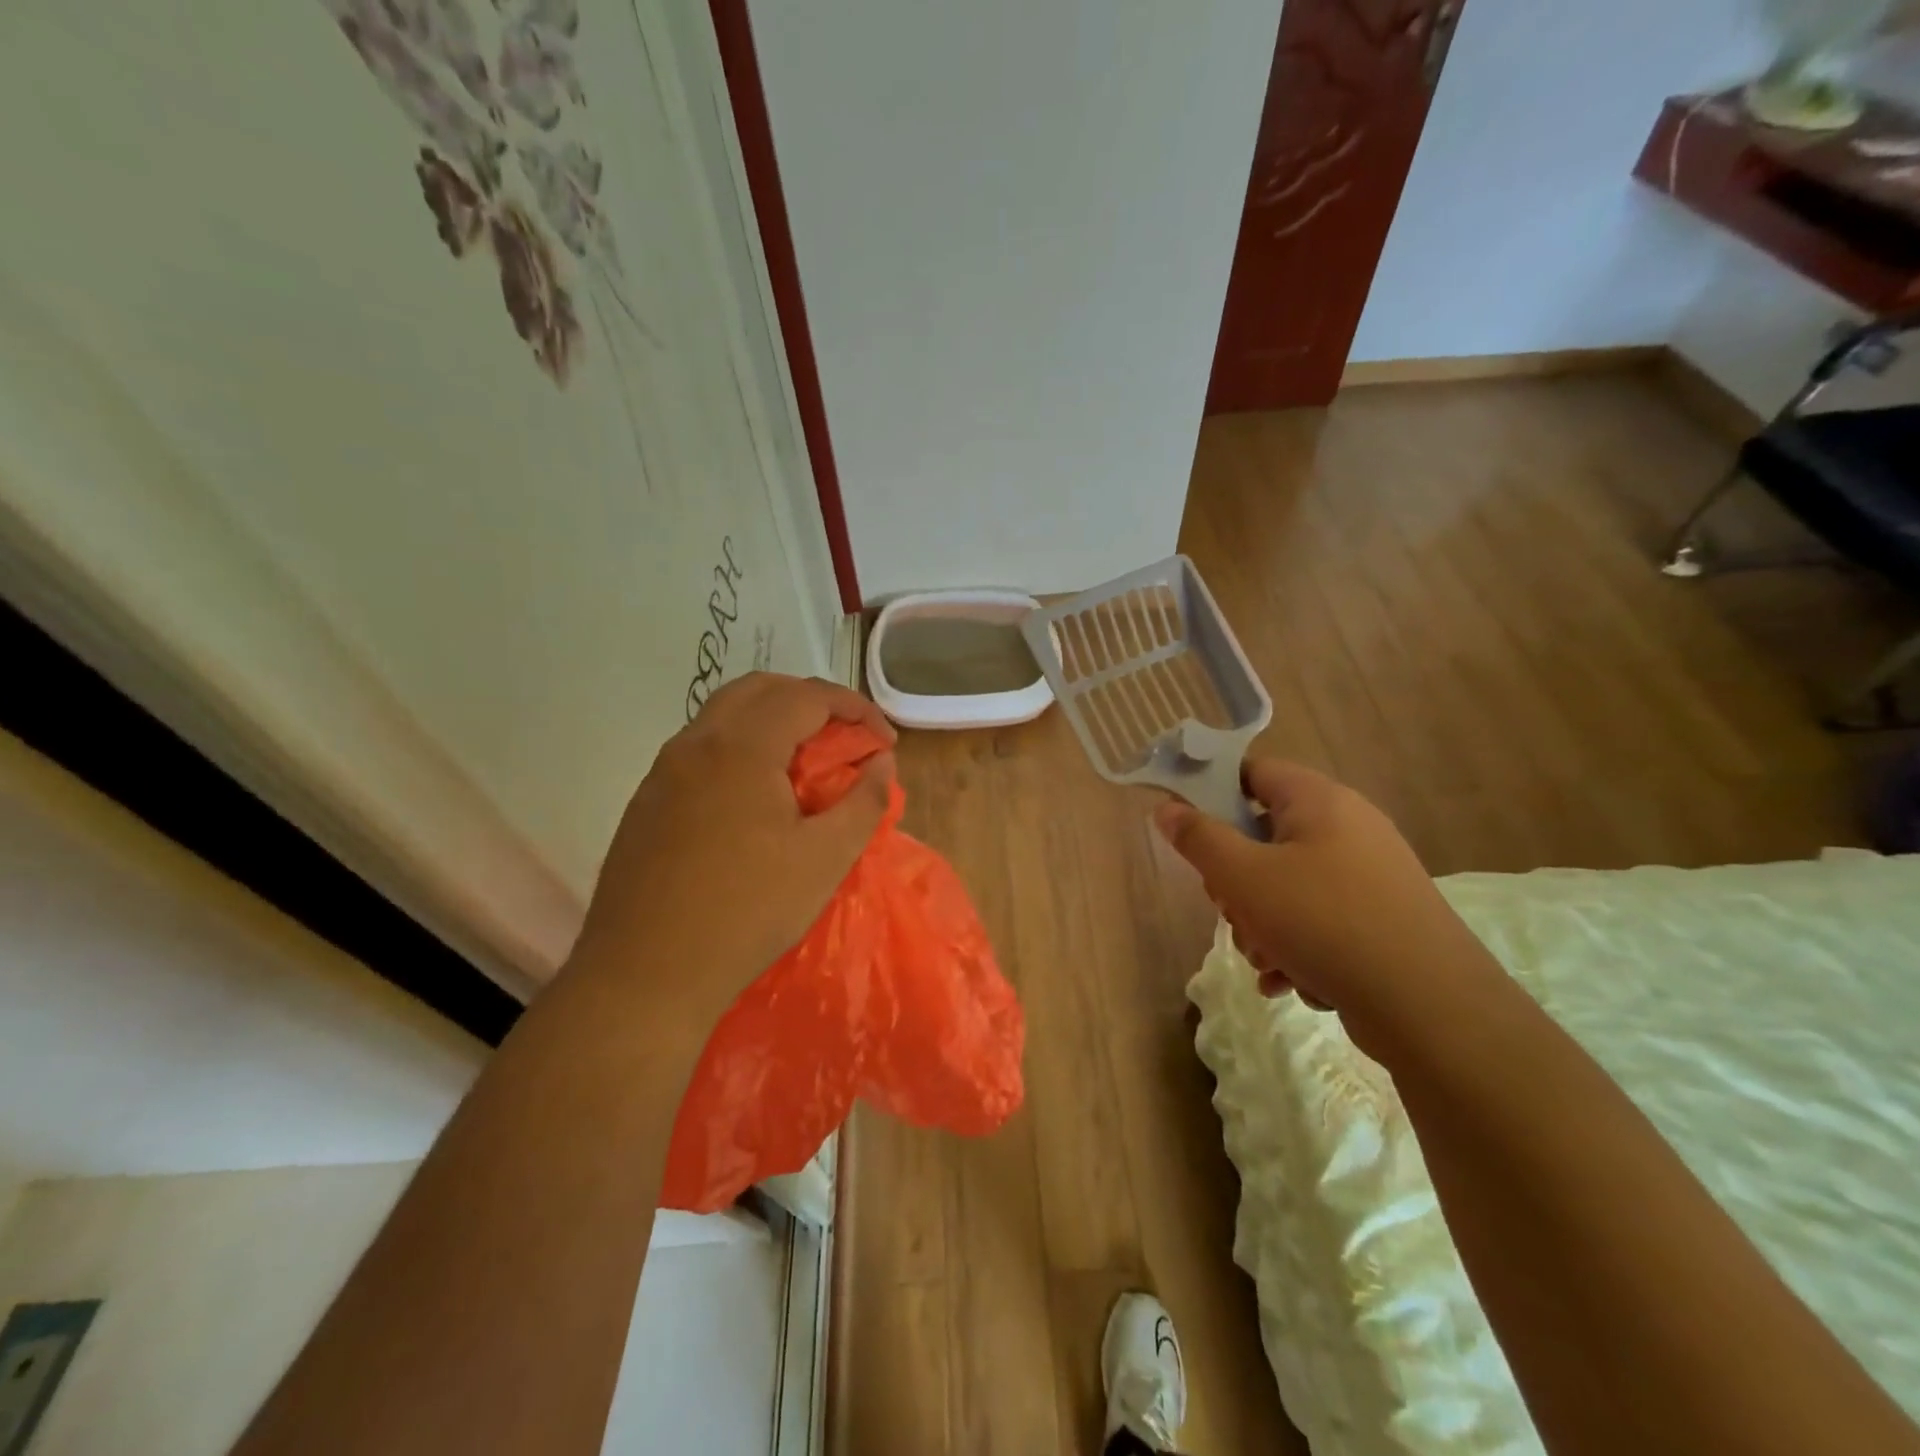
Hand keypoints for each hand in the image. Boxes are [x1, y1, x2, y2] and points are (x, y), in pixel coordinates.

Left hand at [566, 672, 896, 1030]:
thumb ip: (863, 801)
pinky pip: (702, 749)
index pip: (807, 696)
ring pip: (725, 715)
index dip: (855, 708)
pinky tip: (757, 796)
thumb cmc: (746, 912)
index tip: (884, 741)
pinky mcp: (647, 801)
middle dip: (812, 702)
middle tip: (846, 738)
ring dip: (772, 721)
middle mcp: (696, 743)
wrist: (644, 974)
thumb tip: (881, 762)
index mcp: (741, 748)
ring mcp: (664, 771)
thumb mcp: (825, 859)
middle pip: (761, 690)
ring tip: (806, 763)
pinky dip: (741, 747)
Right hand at [1154, 760, 1501, 1048]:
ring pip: (1287, 884)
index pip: (1251, 771)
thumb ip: (1198, 838)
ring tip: (1265, 958)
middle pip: (1264, 835)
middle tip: (1230, 908)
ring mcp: (1369, 875)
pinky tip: (1289, 981)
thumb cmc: (1323, 922)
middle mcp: (1348, 827)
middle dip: (1236, 879)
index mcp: (1318, 800)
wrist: (1430, 1006)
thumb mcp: (1243, 877)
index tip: (1188, 831)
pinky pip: (1319, 918)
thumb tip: (1166, 808)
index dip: (1212, 792)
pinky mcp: (1381, 918)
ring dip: (1261, 922)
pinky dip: (1296, 945)